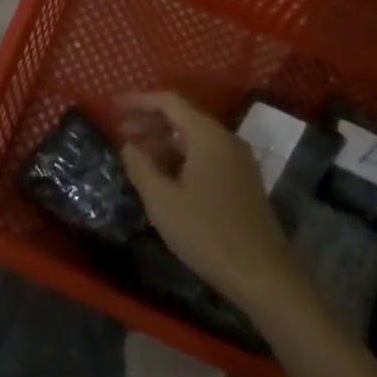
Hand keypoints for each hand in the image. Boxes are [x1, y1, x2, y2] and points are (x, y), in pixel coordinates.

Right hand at [116, 91, 299, 310]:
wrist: (264, 275)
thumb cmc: (207, 232)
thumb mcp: (162, 200)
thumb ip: (140, 166)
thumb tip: (128, 145)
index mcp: (207, 135)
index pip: (168, 102)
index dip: (138, 101)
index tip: (113, 106)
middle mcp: (225, 139)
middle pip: (182, 117)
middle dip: (149, 121)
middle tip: (120, 131)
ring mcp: (238, 161)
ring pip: (194, 138)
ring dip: (164, 141)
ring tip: (137, 155)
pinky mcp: (243, 182)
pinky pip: (206, 155)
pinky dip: (181, 156)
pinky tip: (165, 176)